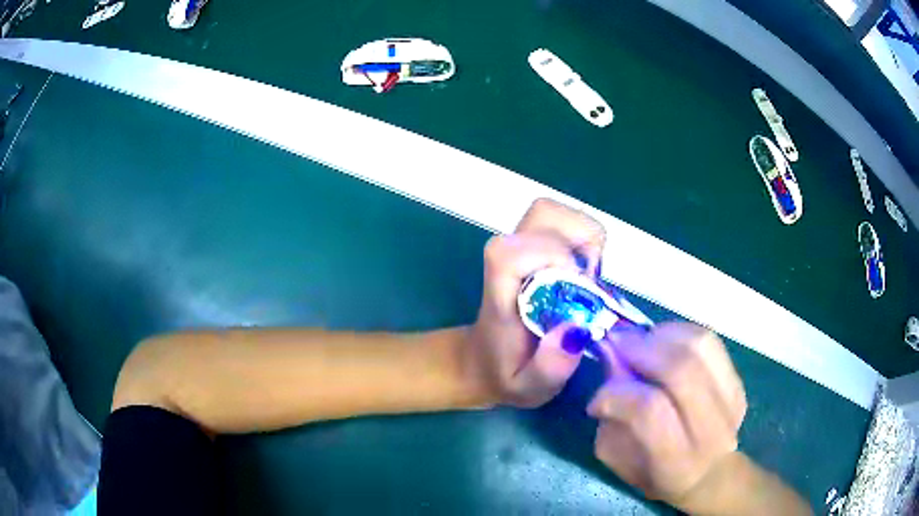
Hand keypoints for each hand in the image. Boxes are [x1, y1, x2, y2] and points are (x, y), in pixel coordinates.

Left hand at [466, 198, 605, 407]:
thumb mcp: (529, 389)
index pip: (513, 251)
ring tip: (587, 278)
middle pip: (542, 214)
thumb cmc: (506, 374)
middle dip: (579, 242)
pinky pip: (563, 221)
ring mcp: (518, 244)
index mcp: (500, 291)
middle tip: (588, 282)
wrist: (484, 360)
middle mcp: (506, 257)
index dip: (552, 258)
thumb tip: (576, 329)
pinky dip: (583, 239)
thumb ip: (550, 368)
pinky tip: (582, 273)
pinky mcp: (531, 243)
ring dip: (583, 239)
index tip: (576, 291)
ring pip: (555, 212)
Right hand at [587, 323, 747, 510]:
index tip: (597, 398)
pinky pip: (709, 340)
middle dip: (641, 348)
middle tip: (616, 345)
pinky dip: (679, 332)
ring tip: (640, 342)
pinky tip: (662, 342)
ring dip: (661, 334)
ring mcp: (731, 400)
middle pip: (681, 370)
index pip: (650, 411)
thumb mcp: (619, 458)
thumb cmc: (654, 473)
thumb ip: (611, 416)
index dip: (617, 394)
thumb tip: (613, 360)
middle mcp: (711, 429)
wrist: (709, 473)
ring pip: (700, 345)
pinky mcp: (738, 381)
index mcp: (676, 460)